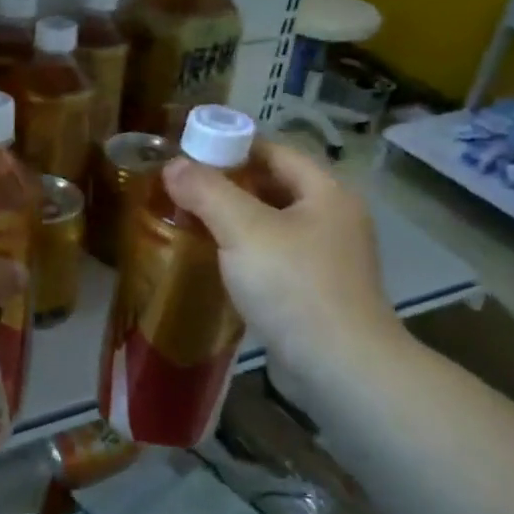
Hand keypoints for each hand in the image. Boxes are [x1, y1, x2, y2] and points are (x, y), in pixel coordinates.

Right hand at [162, 139, 407, 380]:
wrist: (340, 368)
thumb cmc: (294, 287)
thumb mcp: (244, 230)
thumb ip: (207, 192)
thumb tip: (173, 165)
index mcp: (327, 192)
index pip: (275, 150)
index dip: (232, 145)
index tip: (189, 151)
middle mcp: (333, 218)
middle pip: (274, 185)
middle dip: (228, 184)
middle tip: (183, 186)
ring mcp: (328, 258)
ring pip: (272, 224)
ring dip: (234, 220)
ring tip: (190, 220)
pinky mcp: (315, 291)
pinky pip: (274, 257)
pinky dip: (245, 252)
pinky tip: (214, 261)